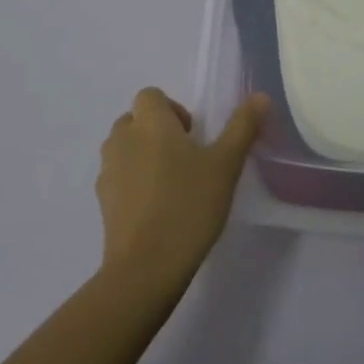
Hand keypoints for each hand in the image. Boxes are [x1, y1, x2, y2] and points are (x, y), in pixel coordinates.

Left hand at [96, 88, 268, 295]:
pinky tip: (156, 210)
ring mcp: (107, 172)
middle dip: (157, 132)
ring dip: (143, 156)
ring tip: (171, 185)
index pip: (150, 95)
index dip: (171, 109)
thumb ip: (242, 127)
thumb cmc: (188, 205)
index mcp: (150, 122)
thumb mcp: (226, 165)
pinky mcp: (102, 203)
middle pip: (135, 120)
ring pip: (124, 149)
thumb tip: (261, 96)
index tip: (192, 136)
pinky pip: (118, 179)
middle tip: (186, 159)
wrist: (145, 267)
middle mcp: (122, 139)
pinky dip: (133, 184)